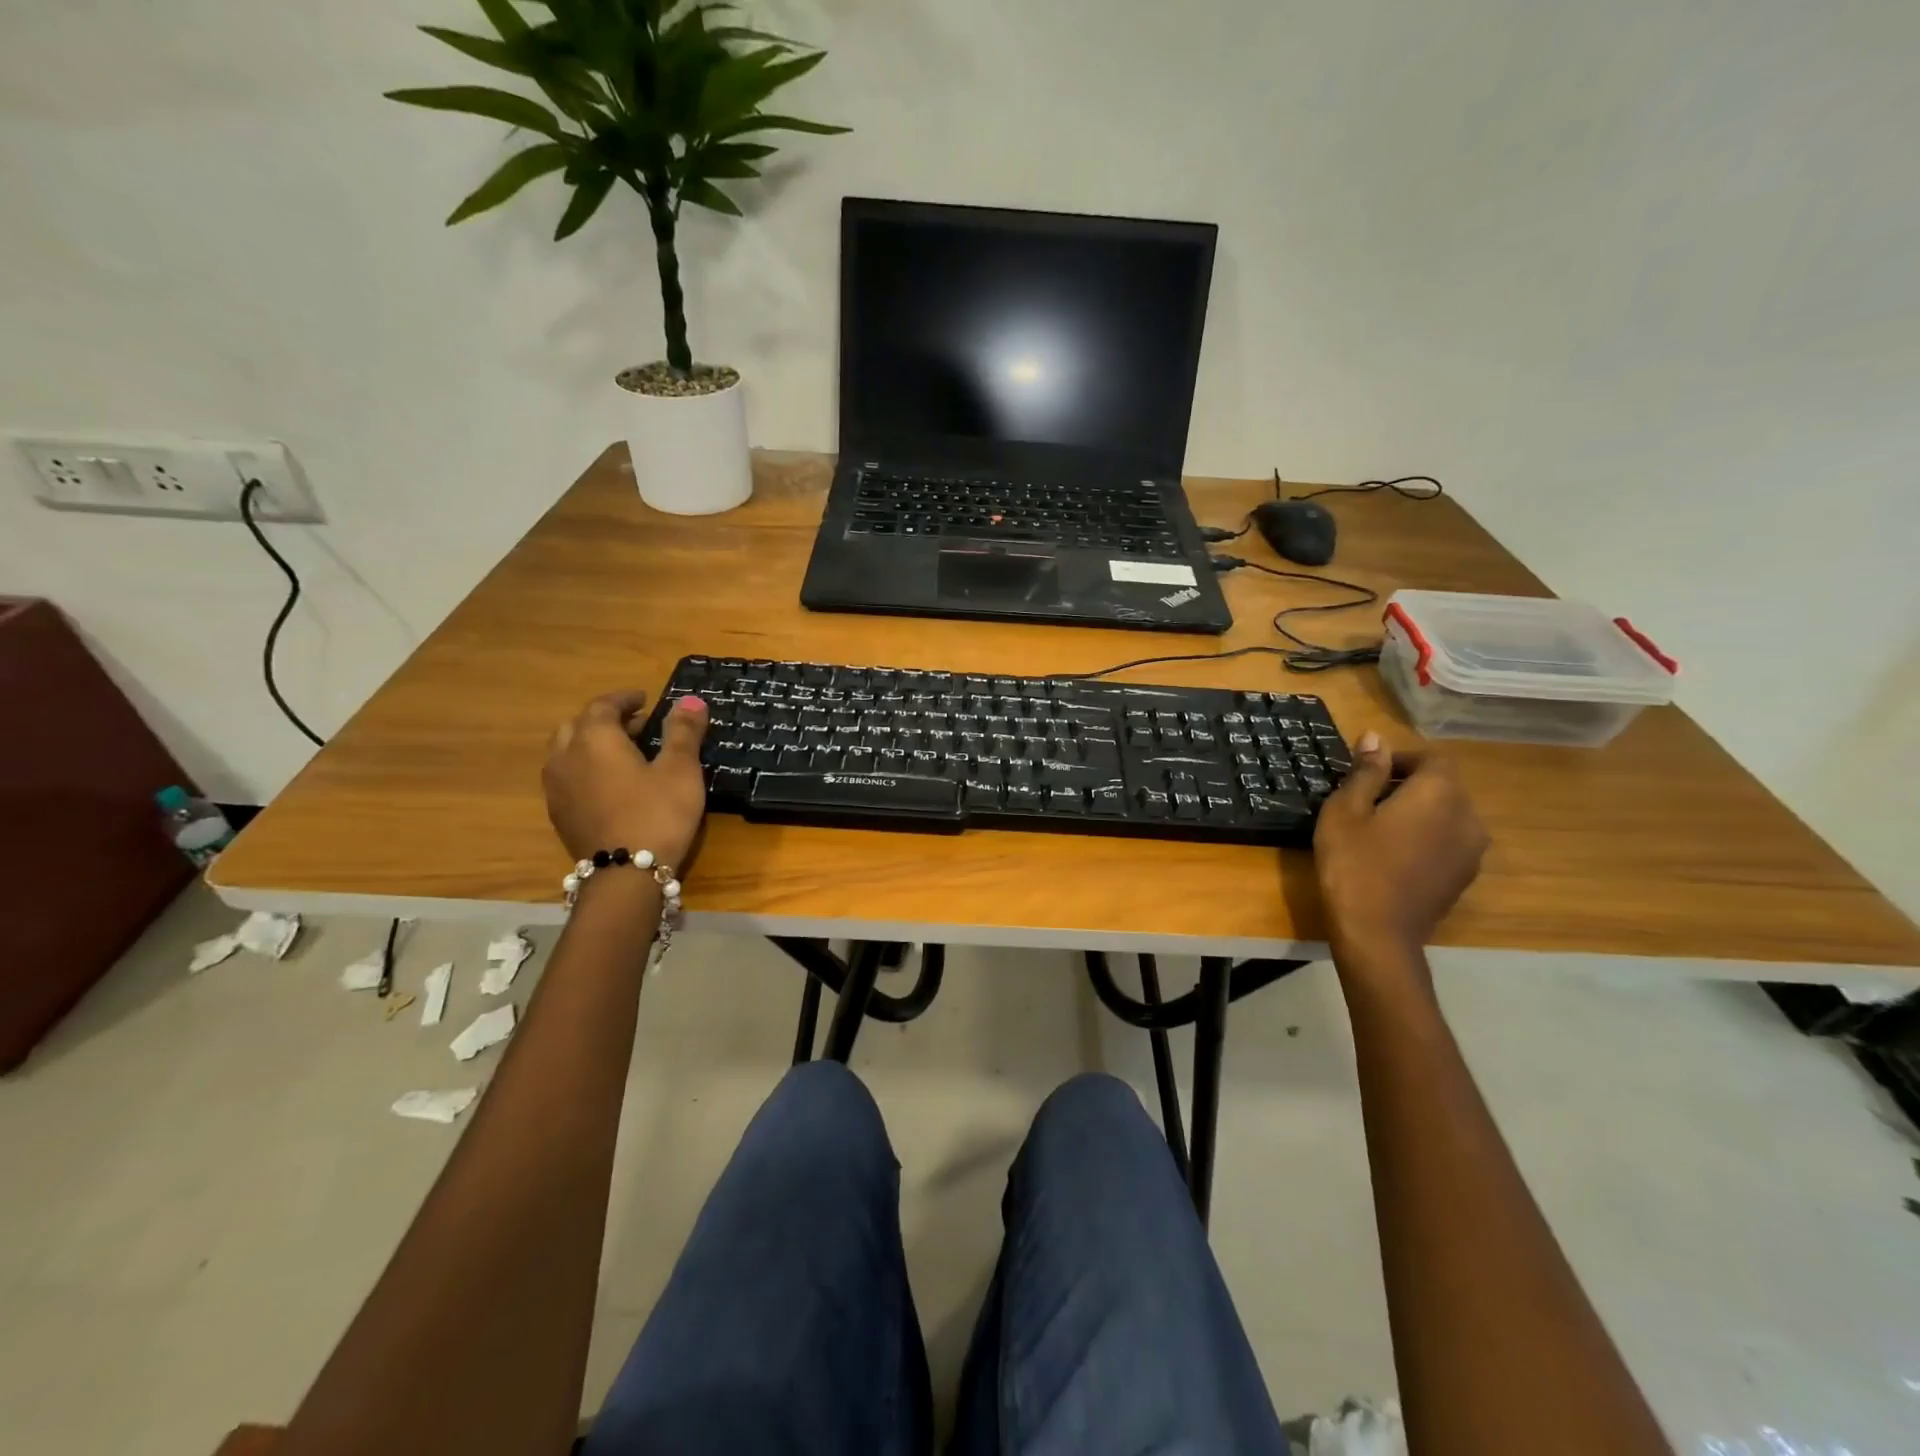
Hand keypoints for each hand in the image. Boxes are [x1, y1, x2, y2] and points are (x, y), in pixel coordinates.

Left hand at [542, 691, 708, 868]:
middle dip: (604, 720)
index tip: (644, 699)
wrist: (625, 875)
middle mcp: (566, 757)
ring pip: (566, 752)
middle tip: (635, 725)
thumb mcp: (680, 769)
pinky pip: (567, 777)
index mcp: (595, 739)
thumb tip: (692, 699)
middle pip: (577, 725)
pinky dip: (585, 769)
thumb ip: (683, 732)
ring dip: (590, 744)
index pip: (603, 705)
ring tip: (622, 754)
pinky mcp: (559, 814)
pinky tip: (610, 785)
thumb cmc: (658, 813)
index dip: (624, 699)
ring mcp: (557, 788)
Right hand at [1314, 732, 1488, 963]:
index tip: (1366, 772)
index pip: (1432, 758)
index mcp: (1439, 793)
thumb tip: (1375, 737)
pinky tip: (1393, 855)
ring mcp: (1471, 850)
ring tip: (1378, 828)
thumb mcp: (1345, 811)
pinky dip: (1425, 837)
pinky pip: (1448, 841)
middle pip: (1443, 786)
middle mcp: (1467, 816)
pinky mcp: (1465, 876)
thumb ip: (1365, 772)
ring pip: (1446, 814)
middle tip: (1365, 800)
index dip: (1400, 759)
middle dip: (1407, 785)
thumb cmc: (1354, 863)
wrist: (1378, 933)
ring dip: (1418, 812)